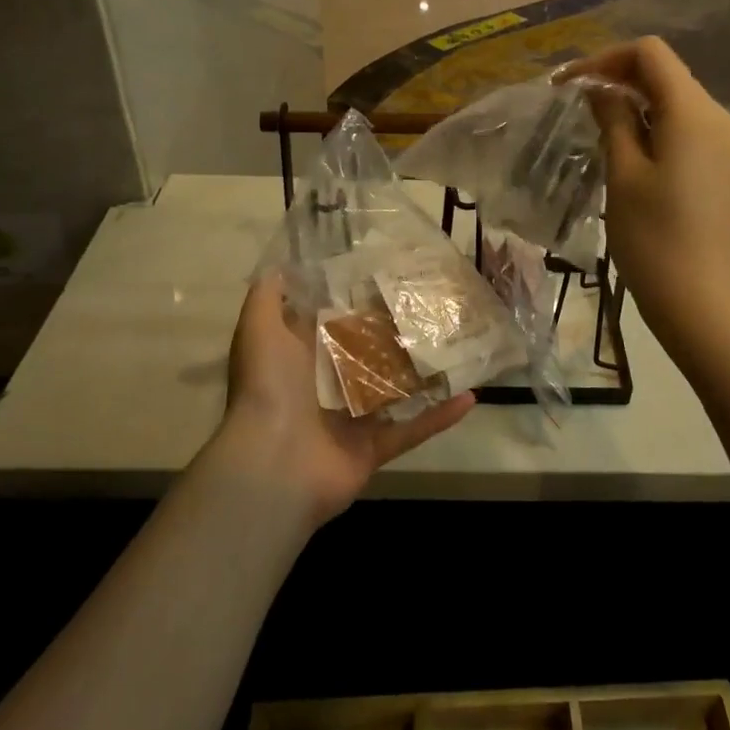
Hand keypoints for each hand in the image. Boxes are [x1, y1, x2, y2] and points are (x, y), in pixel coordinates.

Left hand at [216, 275, 474, 526]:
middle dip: (398, 333)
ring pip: (395, 391)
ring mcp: (353, 420)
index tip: (393, 274)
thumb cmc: (269, 388)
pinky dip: (440, 417)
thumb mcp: (258, 330)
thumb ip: (267, 297)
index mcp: (303, 358)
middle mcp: (328, 386)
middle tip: (437, 306)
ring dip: (424, 373)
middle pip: (369, 354)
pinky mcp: (373, 448)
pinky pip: (413, 430)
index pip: (335, 322)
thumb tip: (282, 265)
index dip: (360, 301)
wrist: (271, 464)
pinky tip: (471, 396)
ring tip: (461, 345)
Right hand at [563, 37, 729, 348]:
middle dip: (619, 78)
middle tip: (575, 102)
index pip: (651, 54)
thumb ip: (613, 119)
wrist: (698, 299)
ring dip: (635, 101)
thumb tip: (601, 90)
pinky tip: (627, 145)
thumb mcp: (623, 172)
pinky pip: (686, 126)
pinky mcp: (724, 164)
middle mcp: (719, 117)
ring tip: (595, 124)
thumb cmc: (652, 237)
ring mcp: (726, 142)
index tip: (570, 84)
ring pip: (675, 99)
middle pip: (666, 73)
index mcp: (694, 112)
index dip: (606, 59)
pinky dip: (654, 123)